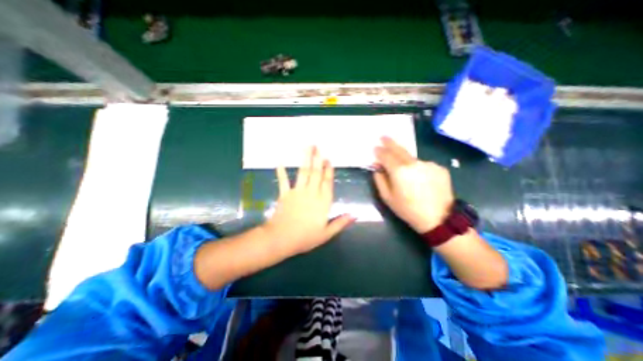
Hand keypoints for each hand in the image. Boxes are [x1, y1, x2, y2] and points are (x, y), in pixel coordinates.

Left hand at [266, 147, 358, 255]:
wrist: (282, 239)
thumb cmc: (305, 238)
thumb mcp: (326, 234)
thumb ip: (341, 223)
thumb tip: (355, 215)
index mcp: (323, 202)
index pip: (327, 182)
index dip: (329, 170)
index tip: (328, 159)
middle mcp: (311, 193)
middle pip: (316, 173)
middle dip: (318, 159)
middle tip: (318, 146)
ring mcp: (298, 192)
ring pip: (303, 172)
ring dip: (305, 159)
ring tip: (307, 147)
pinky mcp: (285, 194)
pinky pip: (283, 181)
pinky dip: (281, 171)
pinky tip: (280, 161)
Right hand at [375, 136, 454, 232]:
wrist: (439, 219)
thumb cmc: (408, 209)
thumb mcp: (387, 197)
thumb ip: (380, 179)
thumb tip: (377, 167)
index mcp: (399, 171)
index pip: (386, 156)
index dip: (379, 151)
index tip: (375, 148)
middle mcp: (414, 163)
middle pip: (399, 150)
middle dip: (390, 143)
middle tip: (384, 136)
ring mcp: (428, 164)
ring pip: (412, 159)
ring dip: (405, 160)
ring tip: (404, 171)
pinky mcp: (439, 168)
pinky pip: (423, 165)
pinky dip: (418, 168)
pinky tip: (420, 179)